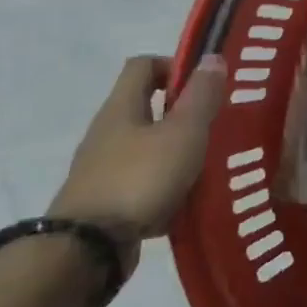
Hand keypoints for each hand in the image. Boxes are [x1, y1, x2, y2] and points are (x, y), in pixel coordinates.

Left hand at [50, 55, 226, 276]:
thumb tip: (212, 57)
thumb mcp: (183, 133)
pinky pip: (142, 180)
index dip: (174, 65)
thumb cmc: (140, 178)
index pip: (142, 66)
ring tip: (211, 163)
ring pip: (146, 146)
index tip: (205, 85)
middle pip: (146, 107)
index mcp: (121, 107)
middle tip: (218, 124)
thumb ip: (201, 96)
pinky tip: (189, 198)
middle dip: (183, 112)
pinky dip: (166, 183)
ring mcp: (102, 168)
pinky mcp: (106, 201)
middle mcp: (107, 132)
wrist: (87, 249)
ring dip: (177, 150)